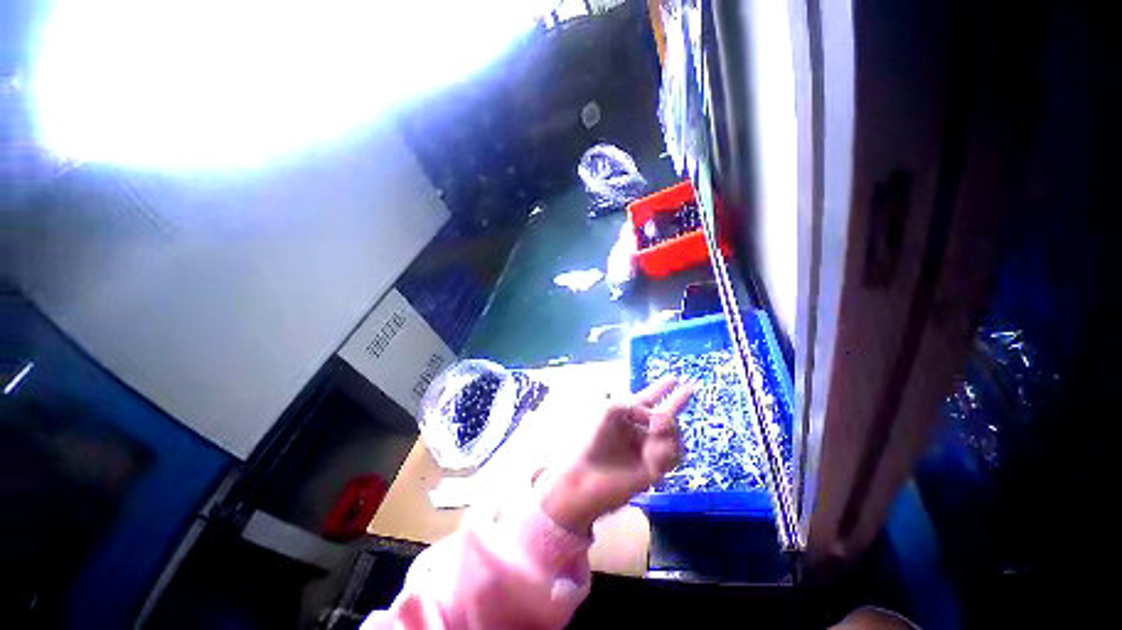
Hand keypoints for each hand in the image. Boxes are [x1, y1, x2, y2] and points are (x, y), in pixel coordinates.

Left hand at [538, 376, 694, 533]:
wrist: (587, 478)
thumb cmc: (593, 438)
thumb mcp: (611, 410)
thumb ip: (637, 406)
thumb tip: (658, 419)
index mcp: (627, 414)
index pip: (649, 398)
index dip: (661, 387)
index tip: (675, 377)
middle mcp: (640, 429)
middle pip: (666, 413)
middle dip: (678, 400)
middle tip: (692, 387)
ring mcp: (649, 448)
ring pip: (674, 433)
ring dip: (669, 427)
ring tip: (657, 427)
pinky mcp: (656, 468)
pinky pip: (673, 455)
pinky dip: (666, 451)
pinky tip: (653, 454)